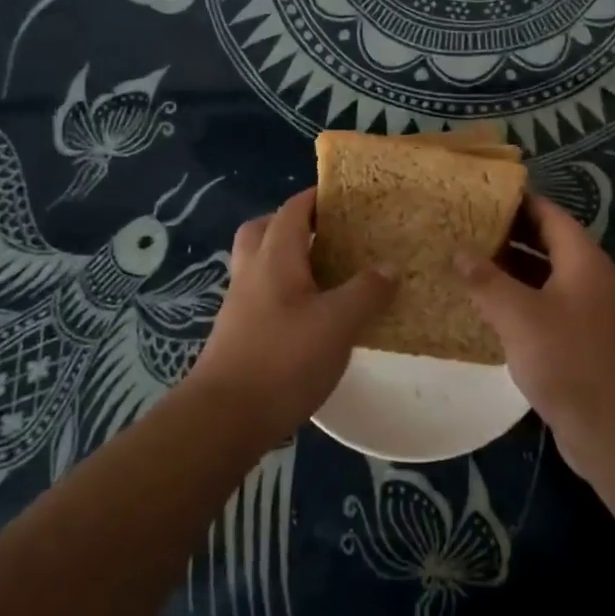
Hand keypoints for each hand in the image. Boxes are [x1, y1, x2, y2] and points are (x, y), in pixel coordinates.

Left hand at [190, 188, 396, 440]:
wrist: (225, 419)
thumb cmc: (284, 360)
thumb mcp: (338, 324)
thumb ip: (366, 292)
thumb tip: (389, 266)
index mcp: (275, 257)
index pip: (293, 210)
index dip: (316, 197)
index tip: (347, 197)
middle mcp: (252, 272)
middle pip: (265, 230)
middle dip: (295, 223)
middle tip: (329, 233)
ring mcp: (241, 304)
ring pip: (261, 263)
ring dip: (288, 258)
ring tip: (327, 273)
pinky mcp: (239, 333)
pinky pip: (263, 294)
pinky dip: (285, 291)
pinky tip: (312, 315)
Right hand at [455, 195, 614, 472]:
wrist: (611, 428)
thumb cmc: (566, 359)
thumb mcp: (519, 315)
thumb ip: (486, 280)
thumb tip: (458, 251)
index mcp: (582, 259)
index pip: (548, 214)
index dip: (516, 201)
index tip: (479, 194)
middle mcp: (588, 277)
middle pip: (546, 242)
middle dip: (506, 233)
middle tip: (463, 226)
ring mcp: (585, 309)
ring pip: (542, 275)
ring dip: (508, 268)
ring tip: (465, 261)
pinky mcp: (578, 338)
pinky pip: (543, 304)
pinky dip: (516, 298)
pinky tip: (484, 306)